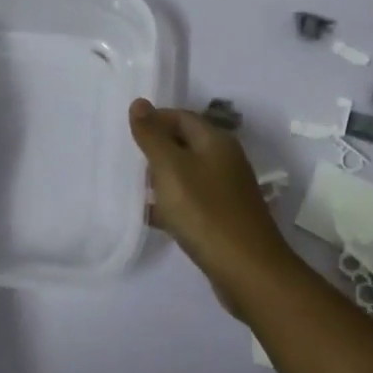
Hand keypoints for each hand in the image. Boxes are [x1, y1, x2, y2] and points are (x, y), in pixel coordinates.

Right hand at [128, 99, 298, 311]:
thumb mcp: (171, 169)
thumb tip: (139, 102)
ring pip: (186, 174)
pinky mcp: (222, 218)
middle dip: (155, 148)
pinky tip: (149, 215)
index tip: (126, 132)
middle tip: (125, 159)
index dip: (154, 119)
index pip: (181, 116)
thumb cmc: (205, 212)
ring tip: (130, 186)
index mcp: (216, 141)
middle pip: (184, 143)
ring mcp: (225, 191)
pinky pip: (190, 201)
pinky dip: (170, 204)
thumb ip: (153, 136)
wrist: (248, 270)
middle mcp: (224, 160)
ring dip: (160, 178)